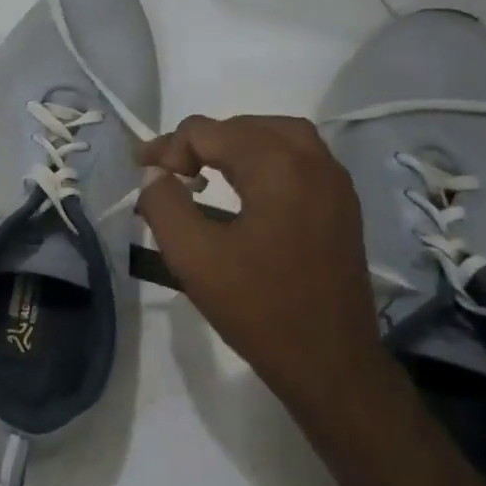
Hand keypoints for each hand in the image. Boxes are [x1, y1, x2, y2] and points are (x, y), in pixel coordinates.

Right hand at [137, 115, 394, 417]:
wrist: (327, 360)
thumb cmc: (256, 306)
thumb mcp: (192, 256)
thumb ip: (164, 204)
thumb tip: (155, 175)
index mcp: (276, 167)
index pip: (209, 132)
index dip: (168, 148)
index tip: (143, 174)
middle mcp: (313, 162)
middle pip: (246, 126)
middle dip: (201, 141)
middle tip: (168, 170)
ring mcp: (335, 184)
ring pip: (279, 137)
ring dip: (235, 144)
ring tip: (203, 169)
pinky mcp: (343, 206)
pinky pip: (301, 159)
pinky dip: (265, 159)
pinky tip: (244, 189)